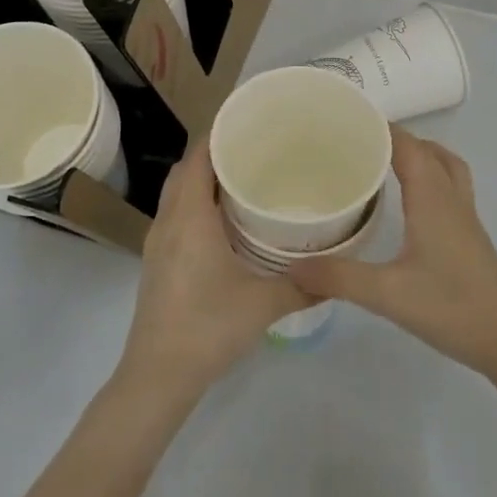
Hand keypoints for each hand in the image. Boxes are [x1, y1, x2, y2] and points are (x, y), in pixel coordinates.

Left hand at [117, 134, 311, 402]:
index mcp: (190, 217)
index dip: (220, 133)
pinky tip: (225, 220)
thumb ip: (303, 285)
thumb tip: (338, 272)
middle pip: (186, 169)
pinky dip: (196, 202)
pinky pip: (176, 213)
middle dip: (215, 152)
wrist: (158, 375)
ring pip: (178, 191)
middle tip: (255, 148)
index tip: (250, 121)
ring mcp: (158, 241)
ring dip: (204, 178)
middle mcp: (169, 220)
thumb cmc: (209, 328)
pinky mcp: (158, 260)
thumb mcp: (264, 304)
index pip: (199, 156)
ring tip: (244, 177)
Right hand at [287, 127, 496, 376]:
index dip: (379, 127)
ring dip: (418, 154)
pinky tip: (408, 203)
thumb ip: (340, 278)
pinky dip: (429, 176)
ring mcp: (464, 215)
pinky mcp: (469, 235)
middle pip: (426, 149)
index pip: (407, 144)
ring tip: (383, 162)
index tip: (344, 121)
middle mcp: (450, 197)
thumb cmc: (453, 307)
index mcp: (432, 197)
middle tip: (355, 143)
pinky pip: (449, 186)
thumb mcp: (388, 294)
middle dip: (393, 137)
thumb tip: (292, 265)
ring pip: (444, 165)